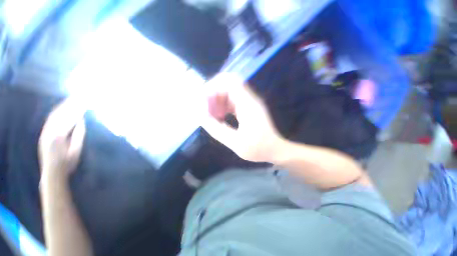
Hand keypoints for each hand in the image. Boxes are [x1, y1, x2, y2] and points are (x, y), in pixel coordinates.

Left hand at [39, 98, 86, 179]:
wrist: (52, 172)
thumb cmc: (67, 163)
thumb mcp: (76, 150)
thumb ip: (78, 134)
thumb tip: (81, 120)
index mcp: (59, 136)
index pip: (70, 118)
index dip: (78, 110)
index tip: (85, 102)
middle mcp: (50, 131)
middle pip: (61, 113)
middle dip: (70, 104)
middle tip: (79, 96)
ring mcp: (45, 131)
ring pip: (54, 115)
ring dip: (63, 106)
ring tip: (72, 99)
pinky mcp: (44, 133)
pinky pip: (51, 119)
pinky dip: (57, 112)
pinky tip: (62, 108)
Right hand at [203, 73, 284, 161]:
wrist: (275, 149)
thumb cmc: (259, 149)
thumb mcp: (236, 143)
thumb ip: (217, 129)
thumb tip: (201, 117)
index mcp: (248, 105)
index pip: (228, 82)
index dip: (212, 88)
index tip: (202, 102)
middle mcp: (249, 99)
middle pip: (226, 85)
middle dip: (212, 95)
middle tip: (206, 111)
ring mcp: (248, 103)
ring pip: (228, 93)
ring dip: (217, 101)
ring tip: (212, 116)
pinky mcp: (247, 108)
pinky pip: (231, 101)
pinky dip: (223, 106)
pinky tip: (220, 117)